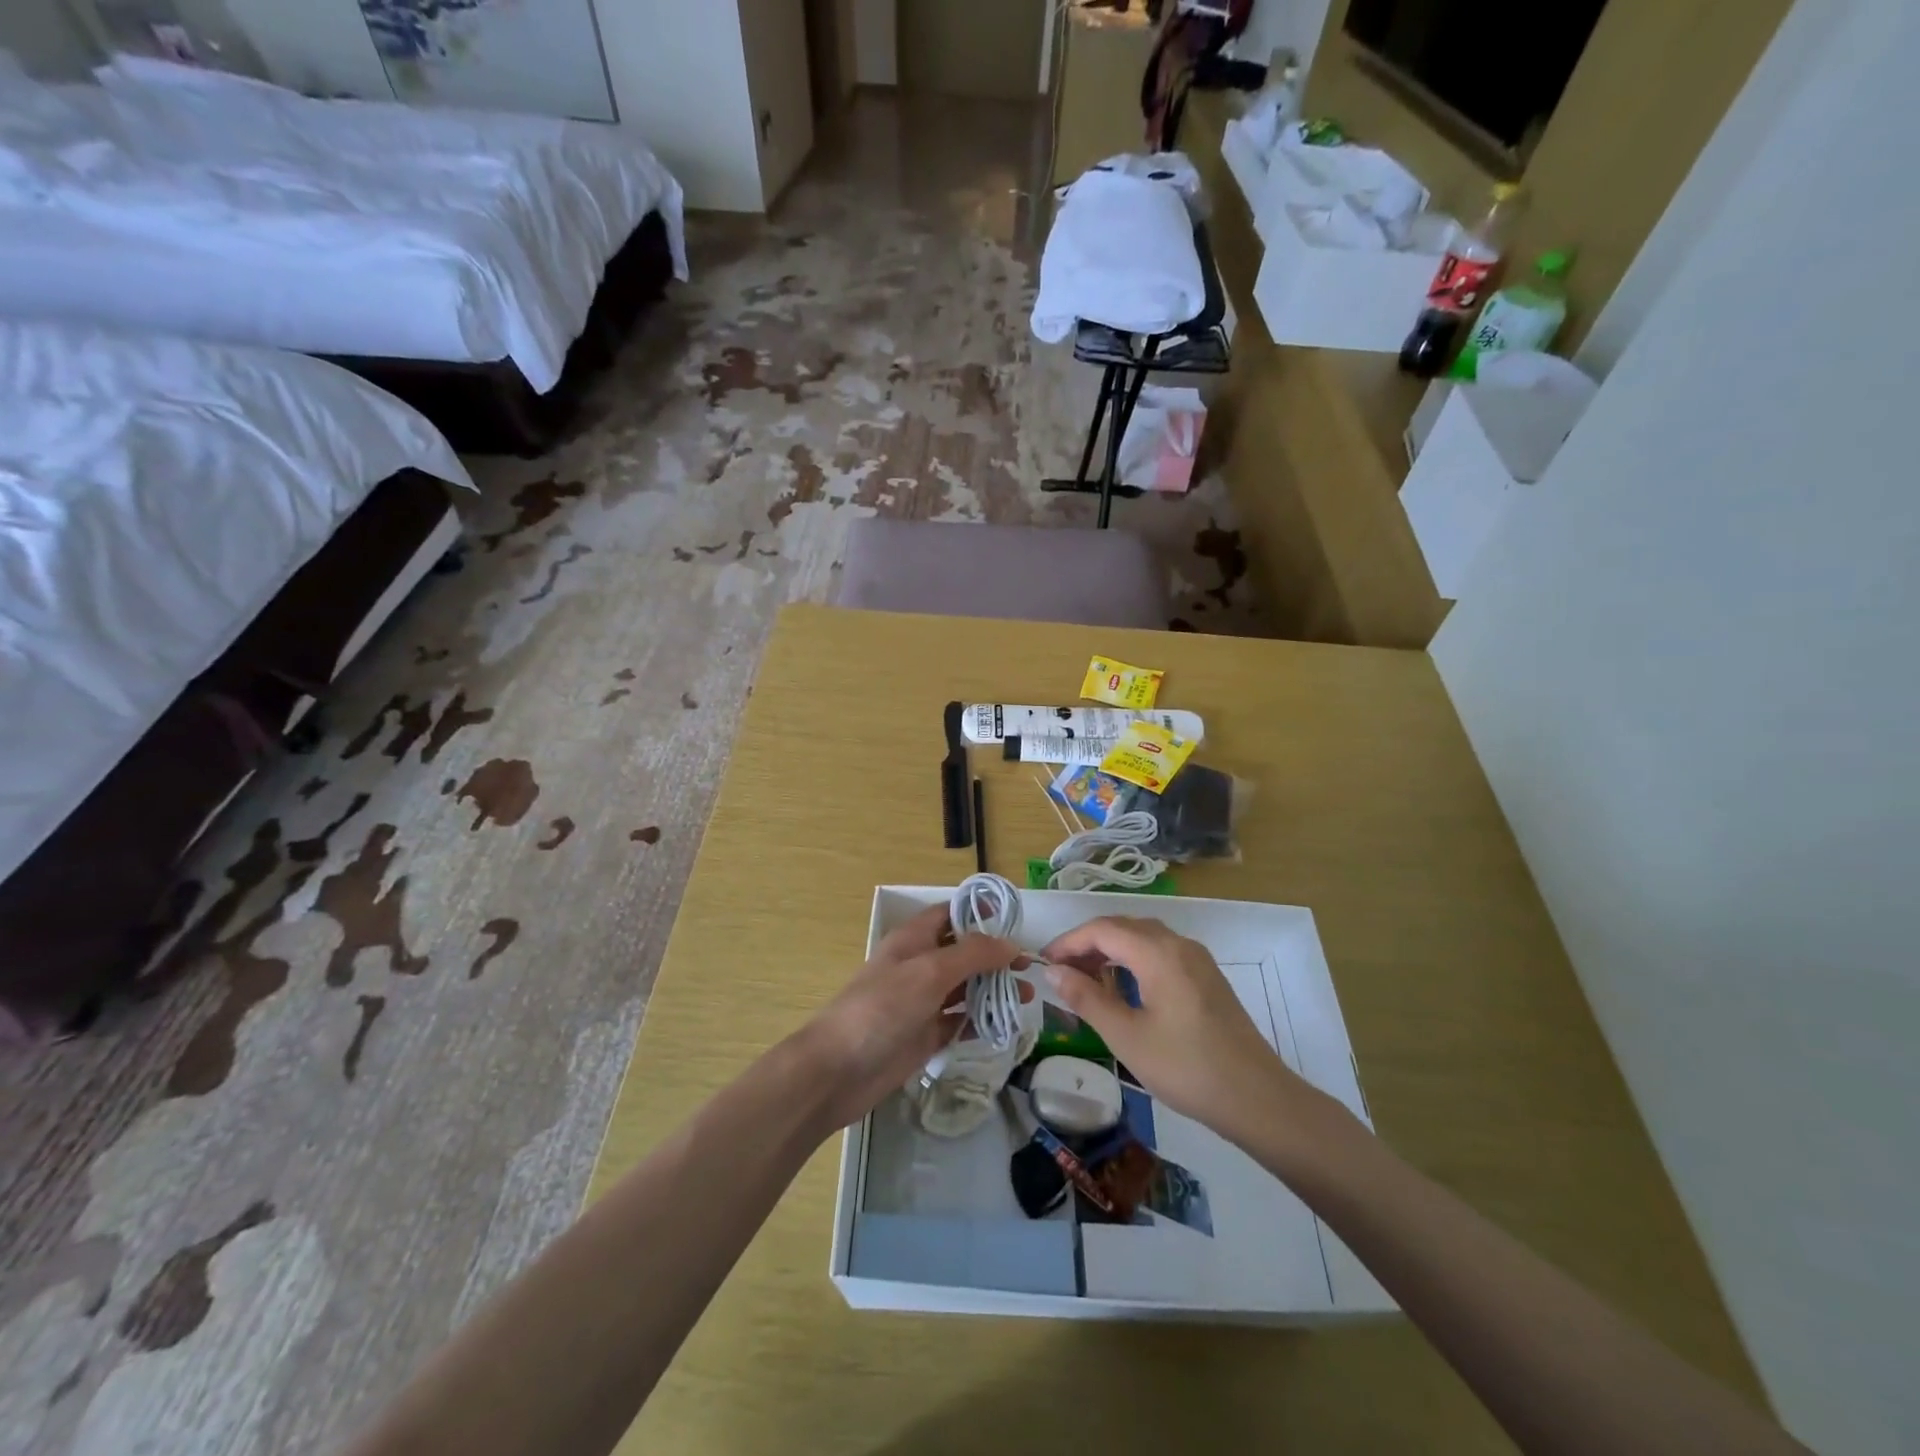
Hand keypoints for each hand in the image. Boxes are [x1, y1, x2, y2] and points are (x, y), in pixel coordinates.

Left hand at [793, 903, 1018, 1131]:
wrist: (838, 1071)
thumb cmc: (882, 1008)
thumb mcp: (930, 971)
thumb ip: (973, 954)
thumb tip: (1011, 944)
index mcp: (914, 940)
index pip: (950, 914)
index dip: (980, 914)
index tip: (1014, 922)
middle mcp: (919, 966)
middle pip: (963, 952)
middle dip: (995, 957)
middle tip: (1030, 969)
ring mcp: (921, 1002)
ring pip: (964, 988)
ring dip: (993, 989)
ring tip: (1028, 997)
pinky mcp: (924, 1036)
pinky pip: (958, 1021)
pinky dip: (980, 1021)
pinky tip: (1004, 1025)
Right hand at [1041, 916, 1312, 1143]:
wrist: (1257, 1098)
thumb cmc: (1186, 1067)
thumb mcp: (1126, 1037)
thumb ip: (1087, 999)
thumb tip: (1054, 972)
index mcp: (1158, 952)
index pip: (1102, 929)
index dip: (1069, 942)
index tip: (1044, 963)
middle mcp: (1178, 944)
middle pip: (1123, 927)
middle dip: (1088, 945)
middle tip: (1062, 973)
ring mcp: (1197, 959)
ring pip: (1143, 938)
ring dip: (1111, 952)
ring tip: (1087, 982)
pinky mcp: (1206, 977)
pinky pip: (1161, 953)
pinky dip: (1134, 961)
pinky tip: (1125, 990)